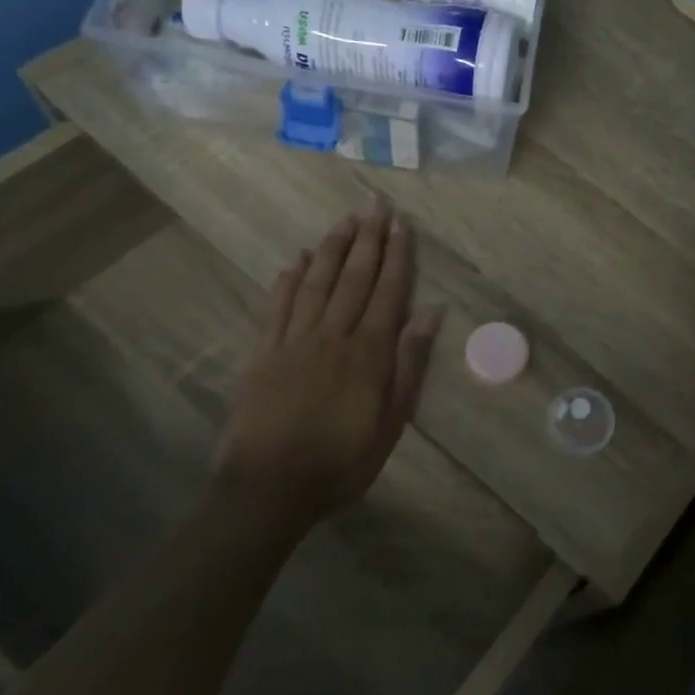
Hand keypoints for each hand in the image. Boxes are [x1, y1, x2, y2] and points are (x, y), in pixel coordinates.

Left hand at [212, 208, 443, 531]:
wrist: (269, 488)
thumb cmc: (341, 461)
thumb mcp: (392, 421)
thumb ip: (410, 364)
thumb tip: (431, 314)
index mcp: (369, 353)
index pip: (388, 293)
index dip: (397, 257)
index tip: (402, 225)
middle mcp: (333, 336)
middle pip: (354, 279)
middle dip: (368, 240)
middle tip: (375, 205)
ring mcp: (294, 342)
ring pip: (316, 284)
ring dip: (332, 249)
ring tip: (344, 221)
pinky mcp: (263, 354)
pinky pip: (277, 307)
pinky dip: (288, 280)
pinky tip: (298, 260)